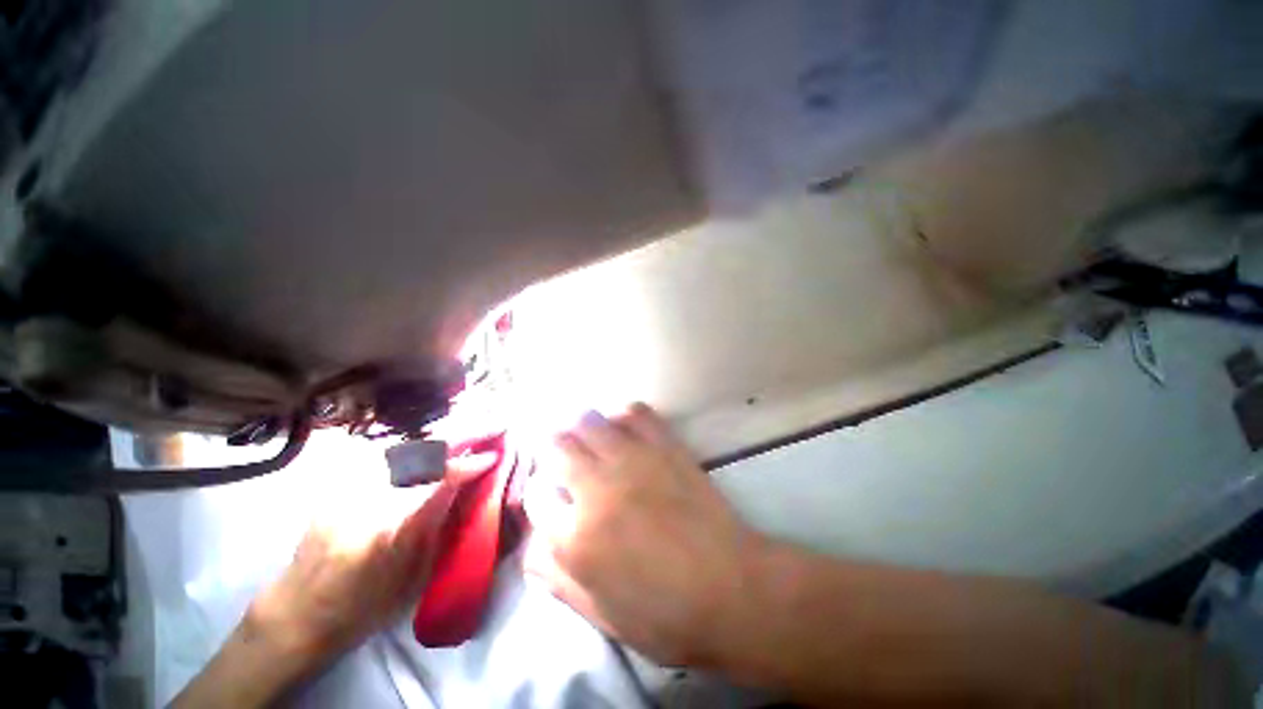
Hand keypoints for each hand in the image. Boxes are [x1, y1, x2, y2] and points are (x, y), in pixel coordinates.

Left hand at [175, 456, 490, 708]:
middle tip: (491, 427)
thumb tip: (469, 489)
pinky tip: (430, 450)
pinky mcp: (336, 484)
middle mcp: (364, 499)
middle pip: (421, 452)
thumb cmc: (363, 607)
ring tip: (467, 436)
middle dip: (461, 435)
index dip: (470, 464)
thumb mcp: (414, 575)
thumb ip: (441, 525)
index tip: (494, 456)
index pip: (438, 479)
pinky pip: (385, 455)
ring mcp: (346, 488)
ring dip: (441, 439)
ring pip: (404, 447)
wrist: (298, 613)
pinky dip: (416, 449)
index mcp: (387, 528)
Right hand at [523, 403, 765, 666]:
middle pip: (556, 446)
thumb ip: (557, 579)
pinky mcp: (664, 446)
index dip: (538, 493)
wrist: (733, 589)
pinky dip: (620, 414)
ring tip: (586, 437)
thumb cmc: (667, 616)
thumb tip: (531, 546)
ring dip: (580, 426)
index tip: (550, 495)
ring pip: (588, 421)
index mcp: (576, 538)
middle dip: (552, 449)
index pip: (535, 495)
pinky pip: (634, 412)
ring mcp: (633, 460)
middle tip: (561, 456)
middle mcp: (597, 488)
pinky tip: (621, 426)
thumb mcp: (601, 615)